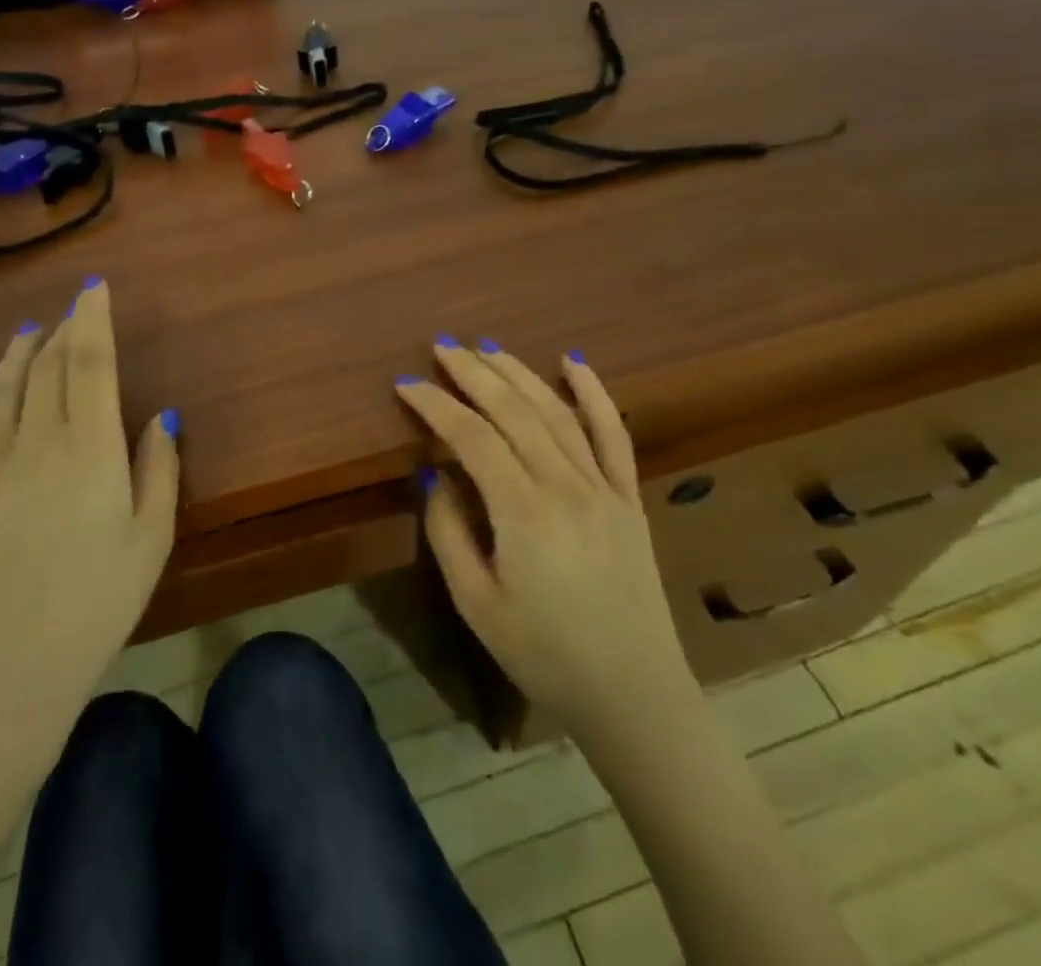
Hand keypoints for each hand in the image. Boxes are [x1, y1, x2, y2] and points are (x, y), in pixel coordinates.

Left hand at [0, 278, 179, 742]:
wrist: (3, 675)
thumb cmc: (95, 607)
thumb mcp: (151, 541)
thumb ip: (159, 470)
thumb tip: (160, 415)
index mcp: (91, 451)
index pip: (92, 364)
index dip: (93, 320)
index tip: (94, 288)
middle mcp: (37, 444)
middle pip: (48, 369)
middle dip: (61, 332)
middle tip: (71, 313)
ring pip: (1, 390)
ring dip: (15, 353)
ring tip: (27, 330)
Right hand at [396, 340, 692, 732]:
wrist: (634, 693)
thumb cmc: (544, 655)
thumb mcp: (477, 604)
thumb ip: (448, 532)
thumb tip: (434, 474)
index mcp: (523, 511)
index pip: (471, 436)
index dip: (435, 405)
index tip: (406, 384)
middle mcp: (564, 484)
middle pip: (513, 410)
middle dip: (473, 372)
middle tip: (443, 347)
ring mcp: (602, 486)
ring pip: (556, 411)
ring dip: (518, 373)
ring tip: (487, 348)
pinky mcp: (628, 497)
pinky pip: (613, 433)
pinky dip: (594, 392)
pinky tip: (574, 362)